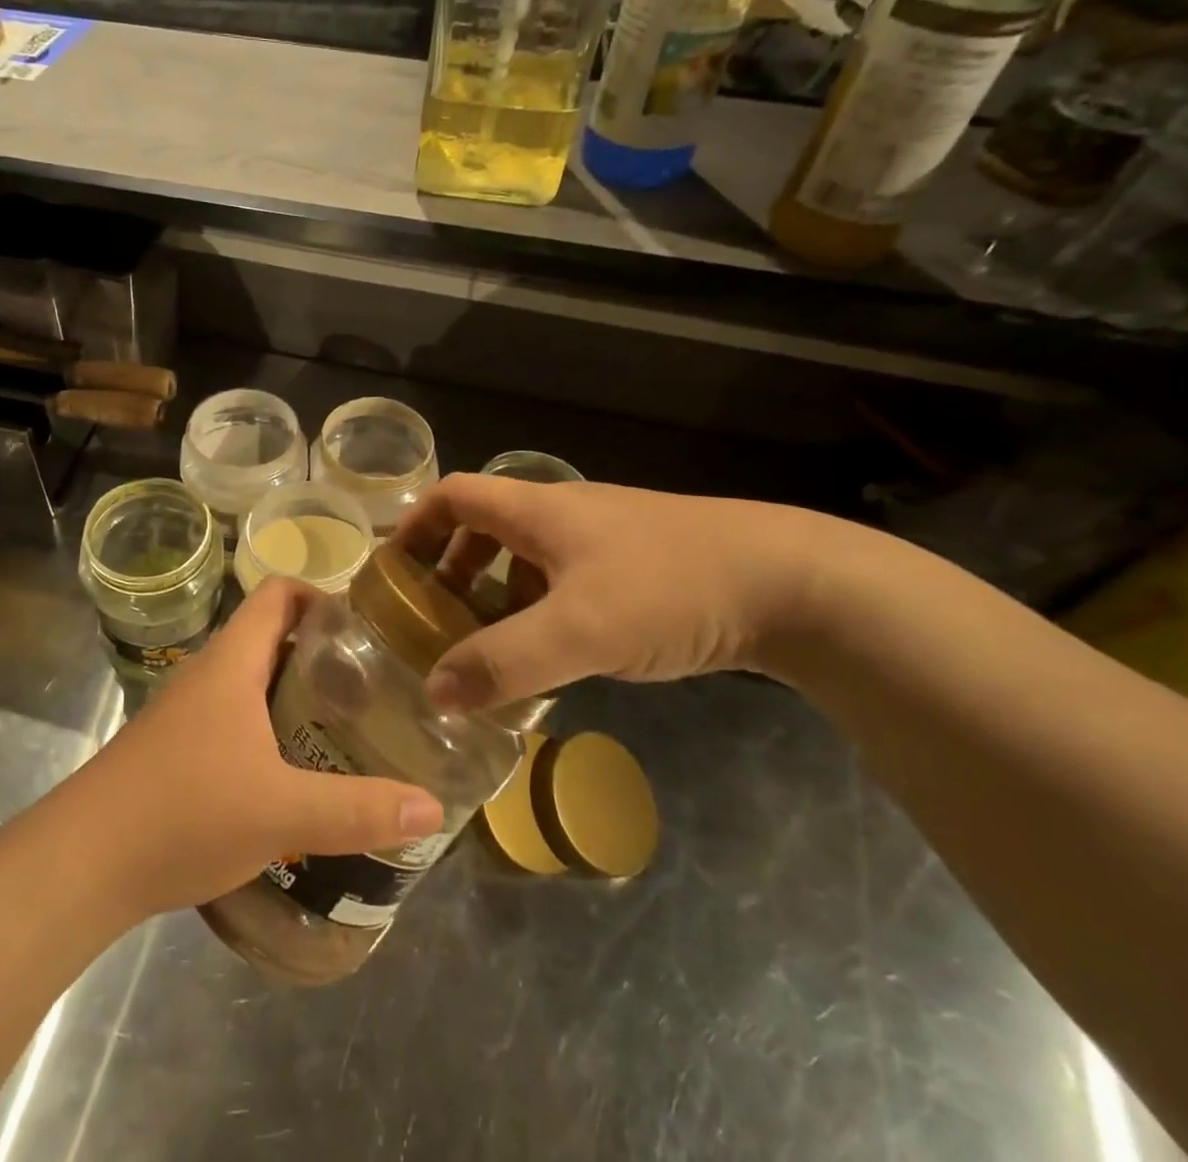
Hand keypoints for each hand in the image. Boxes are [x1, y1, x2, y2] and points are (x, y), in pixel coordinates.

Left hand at [78, 579, 444, 917]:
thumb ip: (359, 809)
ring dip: (293, 694)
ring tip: (343, 728)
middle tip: (371, 685)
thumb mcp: (283, 813)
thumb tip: (431, 805)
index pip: (278, 594)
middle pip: (271, 637)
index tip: (366, 628)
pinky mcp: (173, 748)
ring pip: (250, 681)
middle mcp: (207, 674)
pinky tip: (290, 774)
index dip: (322, 596)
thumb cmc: (183, 813)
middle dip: (321, 653)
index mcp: (232, 662)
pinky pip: (232, 718)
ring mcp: (185, 712)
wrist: (80, 864)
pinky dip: (267, 728)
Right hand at [396, 474, 821, 712]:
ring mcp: (604, 541)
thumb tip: (433, 692)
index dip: (416, 526)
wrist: (792, 584)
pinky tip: (551, 655)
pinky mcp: (636, 570)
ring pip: (527, 559)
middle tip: (435, 617)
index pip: (455, 496)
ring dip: (496, 594)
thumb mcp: (578, 630)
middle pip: (486, 527)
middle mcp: (565, 515)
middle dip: (452, 568)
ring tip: (487, 646)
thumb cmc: (669, 589)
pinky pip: (564, 583)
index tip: (394, 571)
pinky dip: (539, 612)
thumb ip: (502, 663)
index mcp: (539, 510)